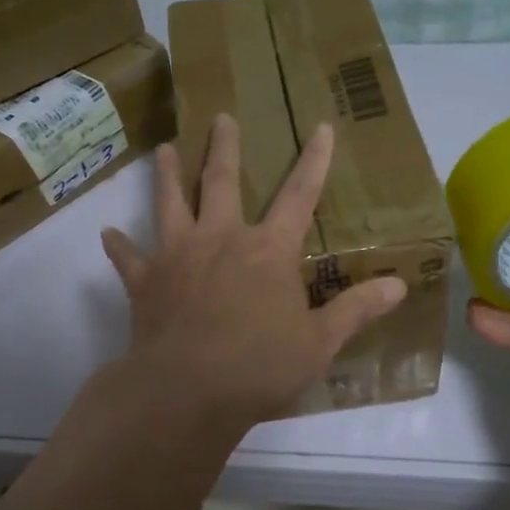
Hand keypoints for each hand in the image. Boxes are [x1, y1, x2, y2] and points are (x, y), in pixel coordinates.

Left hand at [102, 114, 406, 431]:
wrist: (188, 392)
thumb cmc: (260, 366)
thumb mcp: (320, 343)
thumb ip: (357, 310)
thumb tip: (401, 285)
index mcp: (268, 250)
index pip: (300, 196)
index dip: (314, 160)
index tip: (319, 126)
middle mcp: (221, 239)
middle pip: (223, 182)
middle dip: (224, 147)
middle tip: (220, 117)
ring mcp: (177, 255)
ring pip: (170, 204)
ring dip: (166, 175)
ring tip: (162, 149)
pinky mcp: (144, 281)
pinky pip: (128, 258)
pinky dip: (119, 246)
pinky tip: (108, 234)